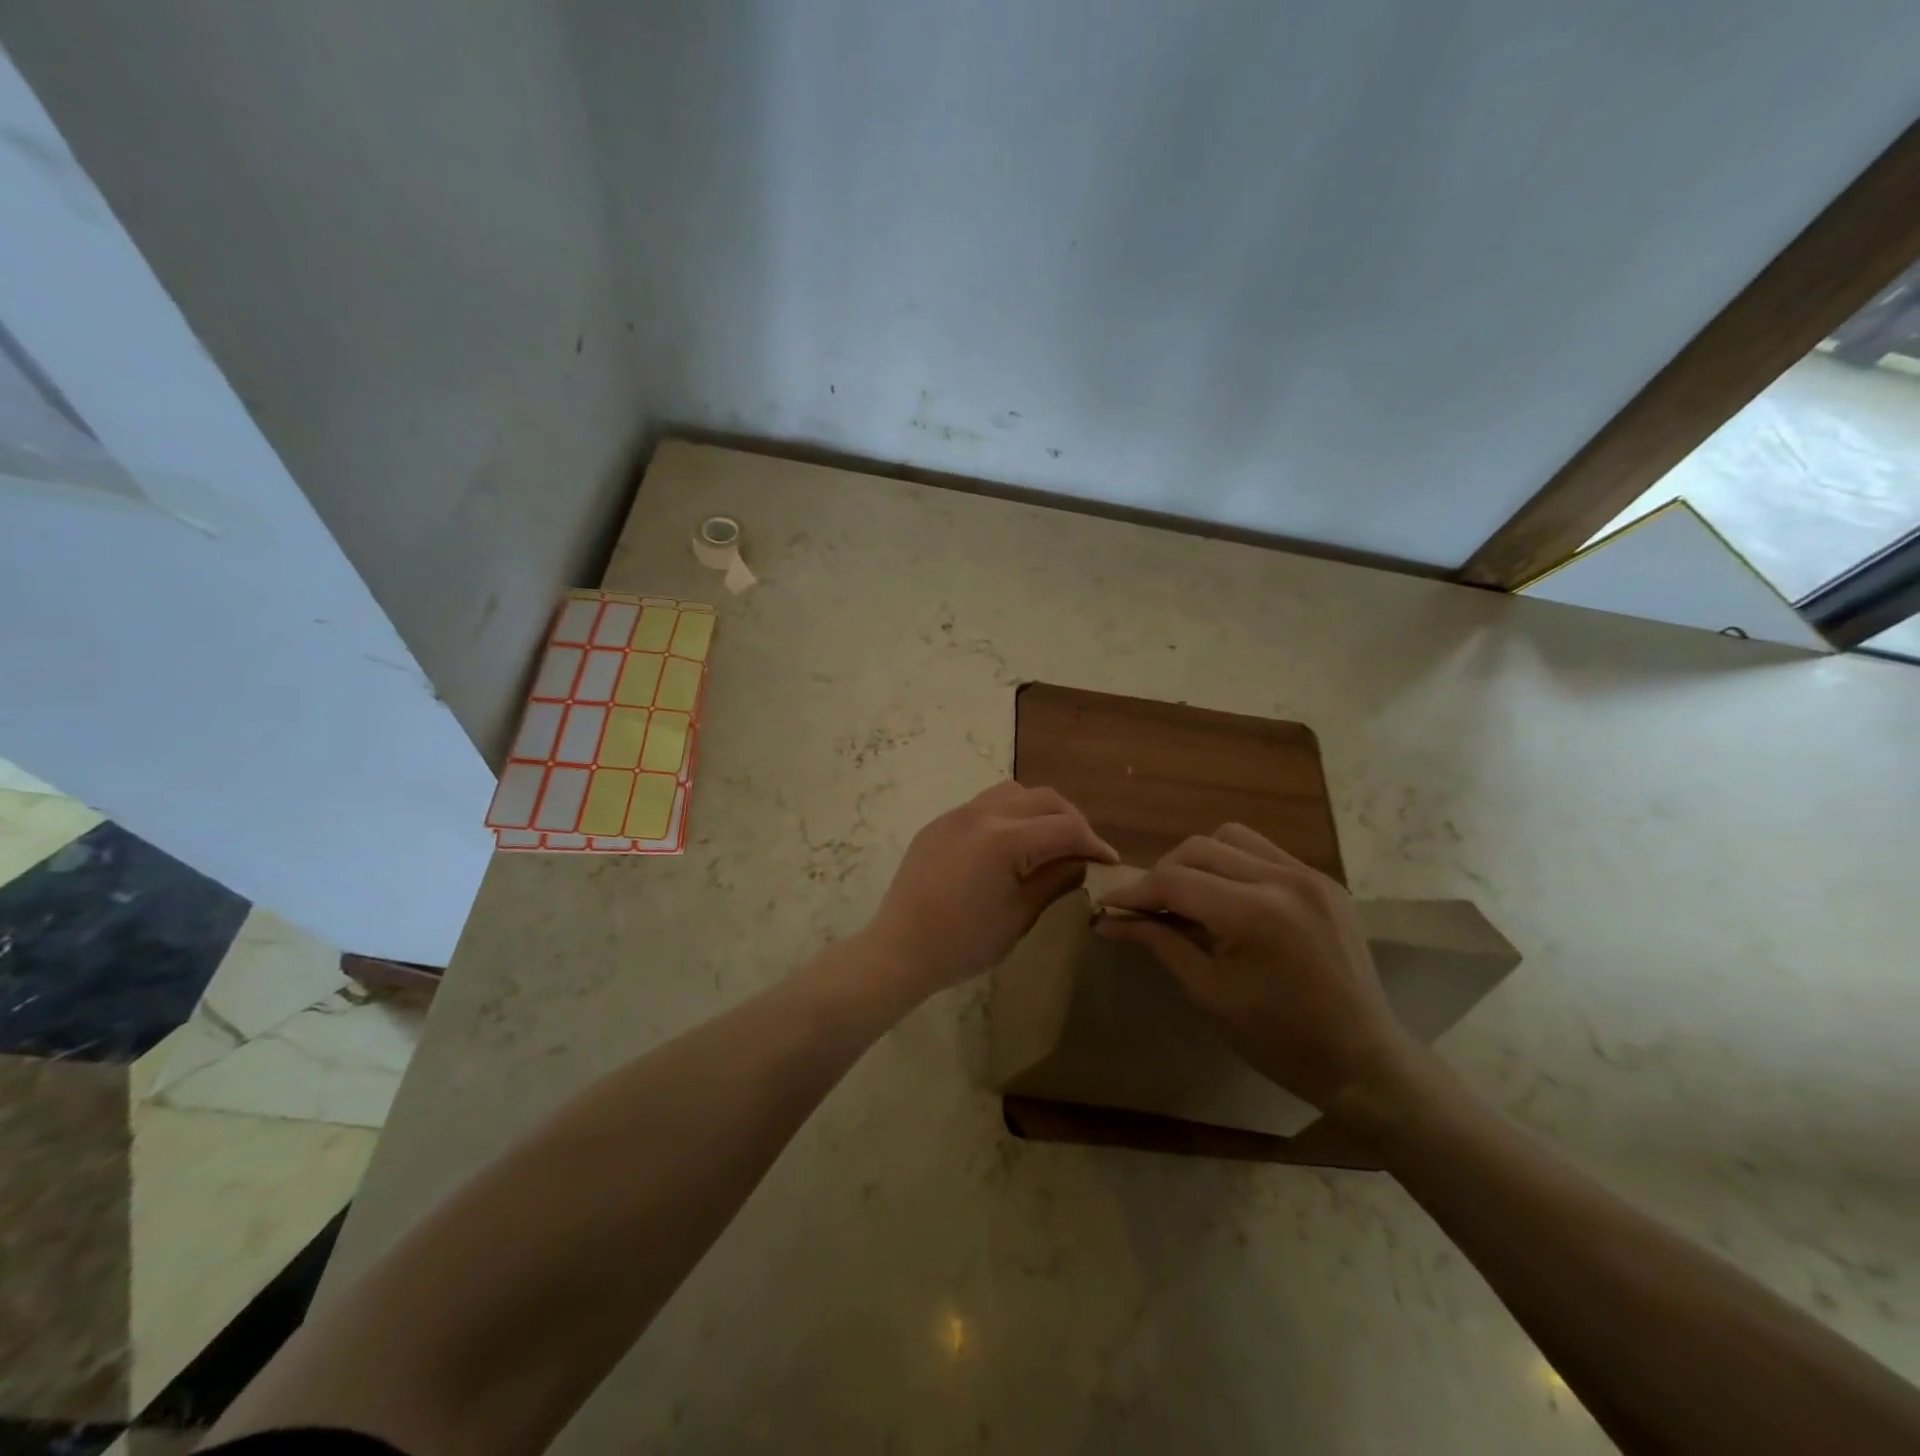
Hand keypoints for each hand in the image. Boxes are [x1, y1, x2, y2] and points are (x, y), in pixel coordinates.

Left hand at [867, 782, 1118, 998]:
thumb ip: (1054, 881)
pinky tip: (1009, 845)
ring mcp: (956, 815)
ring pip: (1012, 792)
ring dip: (1038, 810)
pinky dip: (1008, 815)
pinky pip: (983, 805)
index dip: (1093, 843)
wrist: (899, 949)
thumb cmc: (963, 943)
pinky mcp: (939, 824)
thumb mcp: (1019, 916)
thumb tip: (1080, 863)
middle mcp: (982, 814)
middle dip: (1070, 820)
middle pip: (1042, 799)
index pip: (1065, 828)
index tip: (1108, 861)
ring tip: (1047, 840)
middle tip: (1082, 850)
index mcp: (1005, 839)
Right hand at [1094, 824, 1419, 1110]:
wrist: (1365, 1061)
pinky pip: (1263, 852)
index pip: (1176, 881)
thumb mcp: (1209, 994)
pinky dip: (1233, 865)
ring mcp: (1310, 876)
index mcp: (1256, 914)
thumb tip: (1108, 920)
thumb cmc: (1280, 1040)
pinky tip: (1228, 898)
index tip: (1108, 905)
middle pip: (1198, 848)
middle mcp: (1284, 880)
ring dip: (1198, 860)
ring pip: (1230, 838)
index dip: (1135, 892)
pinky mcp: (1324, 882)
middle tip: (1146, 907)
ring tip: (1188, 897)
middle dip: (1162, 873)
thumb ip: (1158, 943)